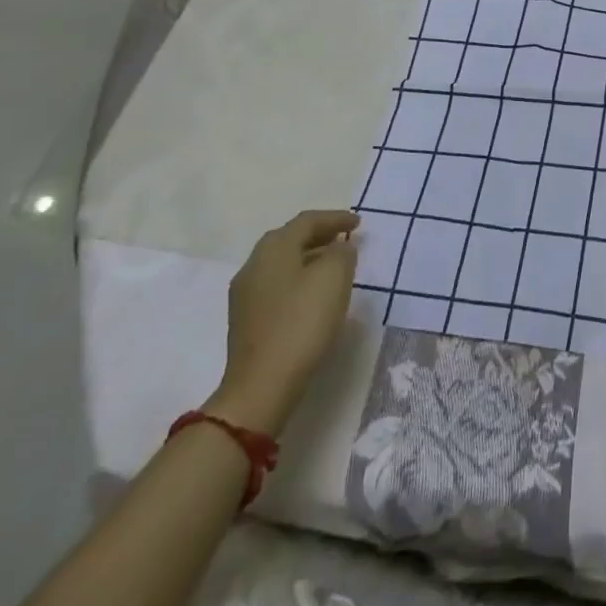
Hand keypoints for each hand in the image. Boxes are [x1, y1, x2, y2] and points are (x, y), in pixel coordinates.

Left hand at [208, 210, 359, 436]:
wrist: (261, 386)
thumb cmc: (301, 323)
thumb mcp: (334, 277)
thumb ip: (342, 253)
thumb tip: (339, 249)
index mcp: (273, 249)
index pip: (307, 221)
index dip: (336, 218)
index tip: (359, 224)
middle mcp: (254, 265)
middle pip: (290, 239)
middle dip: (320, 235)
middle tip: (345, 239)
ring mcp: (245, 295)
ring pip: (283, 263)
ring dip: (310, 258)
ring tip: (334, 266)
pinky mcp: (247, 320)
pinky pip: (278, 285)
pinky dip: (299, 279)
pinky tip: (314, 295)